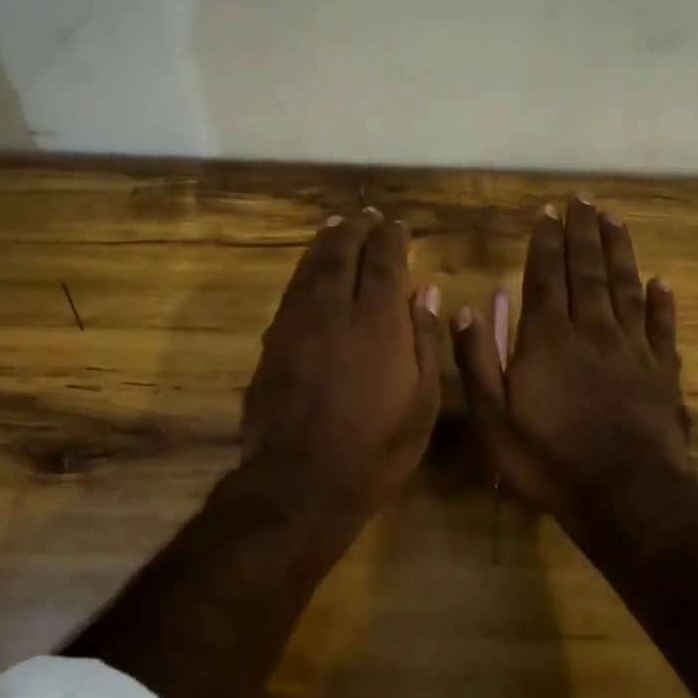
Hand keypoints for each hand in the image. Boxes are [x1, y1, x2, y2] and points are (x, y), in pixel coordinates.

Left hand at [242, 210, 442, 508]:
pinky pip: (290, 293)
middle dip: (356, 230)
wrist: (302, 481)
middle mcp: (335, 312)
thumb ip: (423, 340)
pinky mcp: (273, 343)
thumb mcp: (422, 402)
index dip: (392, 238)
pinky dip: (302, 272)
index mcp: (378, 324)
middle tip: (365, 216)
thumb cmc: (376, 448)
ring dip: (325, 243)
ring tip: (335, 227)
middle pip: (343, 254)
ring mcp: (298, 325)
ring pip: (311, 268)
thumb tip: (424, 290)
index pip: (385, 262)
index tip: (398, 225)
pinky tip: (308, 269)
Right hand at [451, 195, 686, 519]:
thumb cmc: (548, 459)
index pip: (545, 277)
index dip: (546, 242)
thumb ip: (478, 361)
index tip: (549, 212)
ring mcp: (632, 350)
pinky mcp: (663, 373)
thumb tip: (467, 310)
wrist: (624, 497)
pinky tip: (662, 281)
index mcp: (548, 340)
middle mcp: (591, 332)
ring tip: (615, 220)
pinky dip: (662, 302)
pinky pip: (663, 328)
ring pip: (626, 288)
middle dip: (583, 232)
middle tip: (583, 198)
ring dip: (619, 251)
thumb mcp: (493, 418)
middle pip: (588, 271)